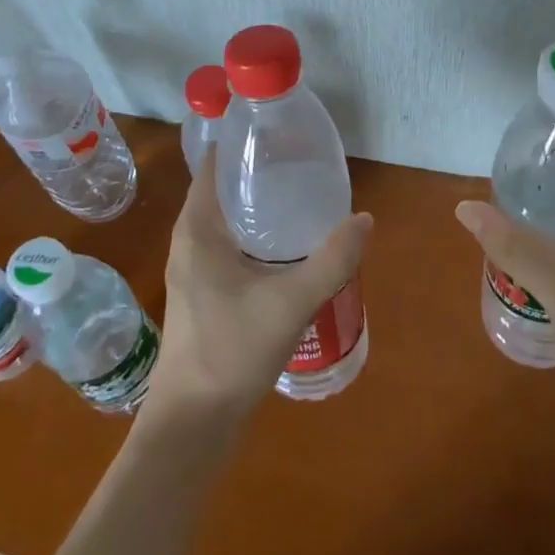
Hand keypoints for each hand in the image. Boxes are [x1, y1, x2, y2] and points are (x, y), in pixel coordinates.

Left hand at [146, 146, 371, 428]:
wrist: (193, 423)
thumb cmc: (231, 352)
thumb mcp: (290, 302)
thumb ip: (332, 259)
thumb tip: (365, 219)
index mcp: (198, 229)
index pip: (214, 164)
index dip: (243, 142)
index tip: (281, 130)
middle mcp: (190, 241)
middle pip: (224, 188)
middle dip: (261, 170)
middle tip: (306, 159)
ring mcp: (194, 268)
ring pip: (228, 220)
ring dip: (260, 204)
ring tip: (304, 194)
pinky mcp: (204, 292)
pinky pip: (231, 245)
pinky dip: (257, 233)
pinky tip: (290, 245)